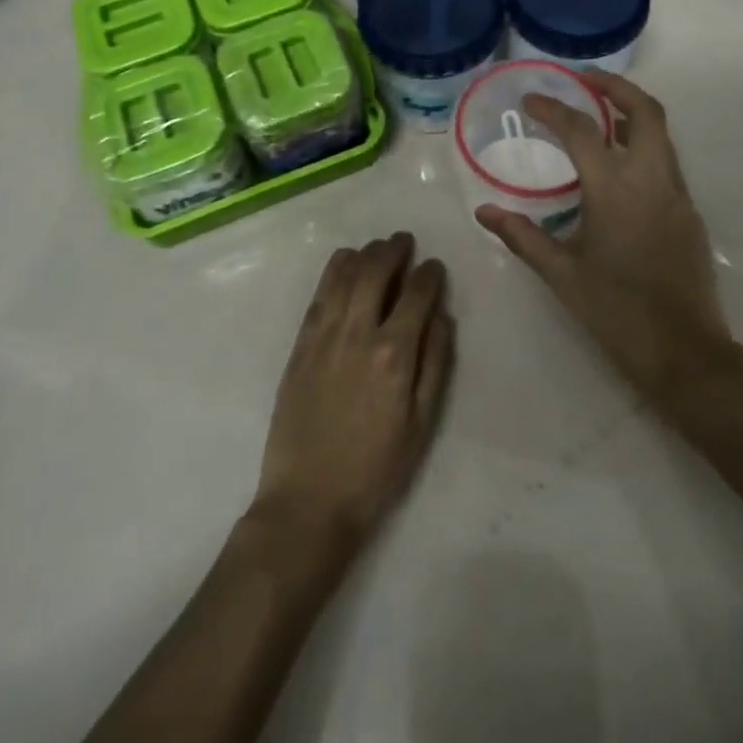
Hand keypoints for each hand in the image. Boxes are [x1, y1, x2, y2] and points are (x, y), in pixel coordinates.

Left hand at [251, 234, 454, 555]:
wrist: (309, 500)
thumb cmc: (375, 468)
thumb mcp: (421, 423)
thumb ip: (435, 363)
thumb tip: (442, 316)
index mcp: (394, 354)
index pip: (417, 294)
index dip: (429, 274)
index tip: (434, 266)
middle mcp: (358, 332)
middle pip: (376, 272)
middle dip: (394, 250)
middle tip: (404, 241)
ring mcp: (324, 335)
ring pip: (344, 275)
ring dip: (364, 253)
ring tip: (376, 247)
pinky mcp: (300, 344)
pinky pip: (319, 294)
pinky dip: (333, 270)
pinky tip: (343, 262)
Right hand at [477, 72, 729, 401]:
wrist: (685, 353)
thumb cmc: (617, 312)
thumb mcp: (562, 274)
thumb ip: (523, 236)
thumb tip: (484, 212)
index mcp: (615, 189)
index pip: (581, 130)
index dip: (553, 109)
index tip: (530, 100)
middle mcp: (652, 179)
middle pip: (644, 110)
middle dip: (614, 86)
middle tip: (583, 80)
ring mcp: (678, 194)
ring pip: (661, 133)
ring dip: (631, 113)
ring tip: (598, 115)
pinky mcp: (689, 212)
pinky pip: (666, 161)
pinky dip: (642, 145)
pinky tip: (618, 166)